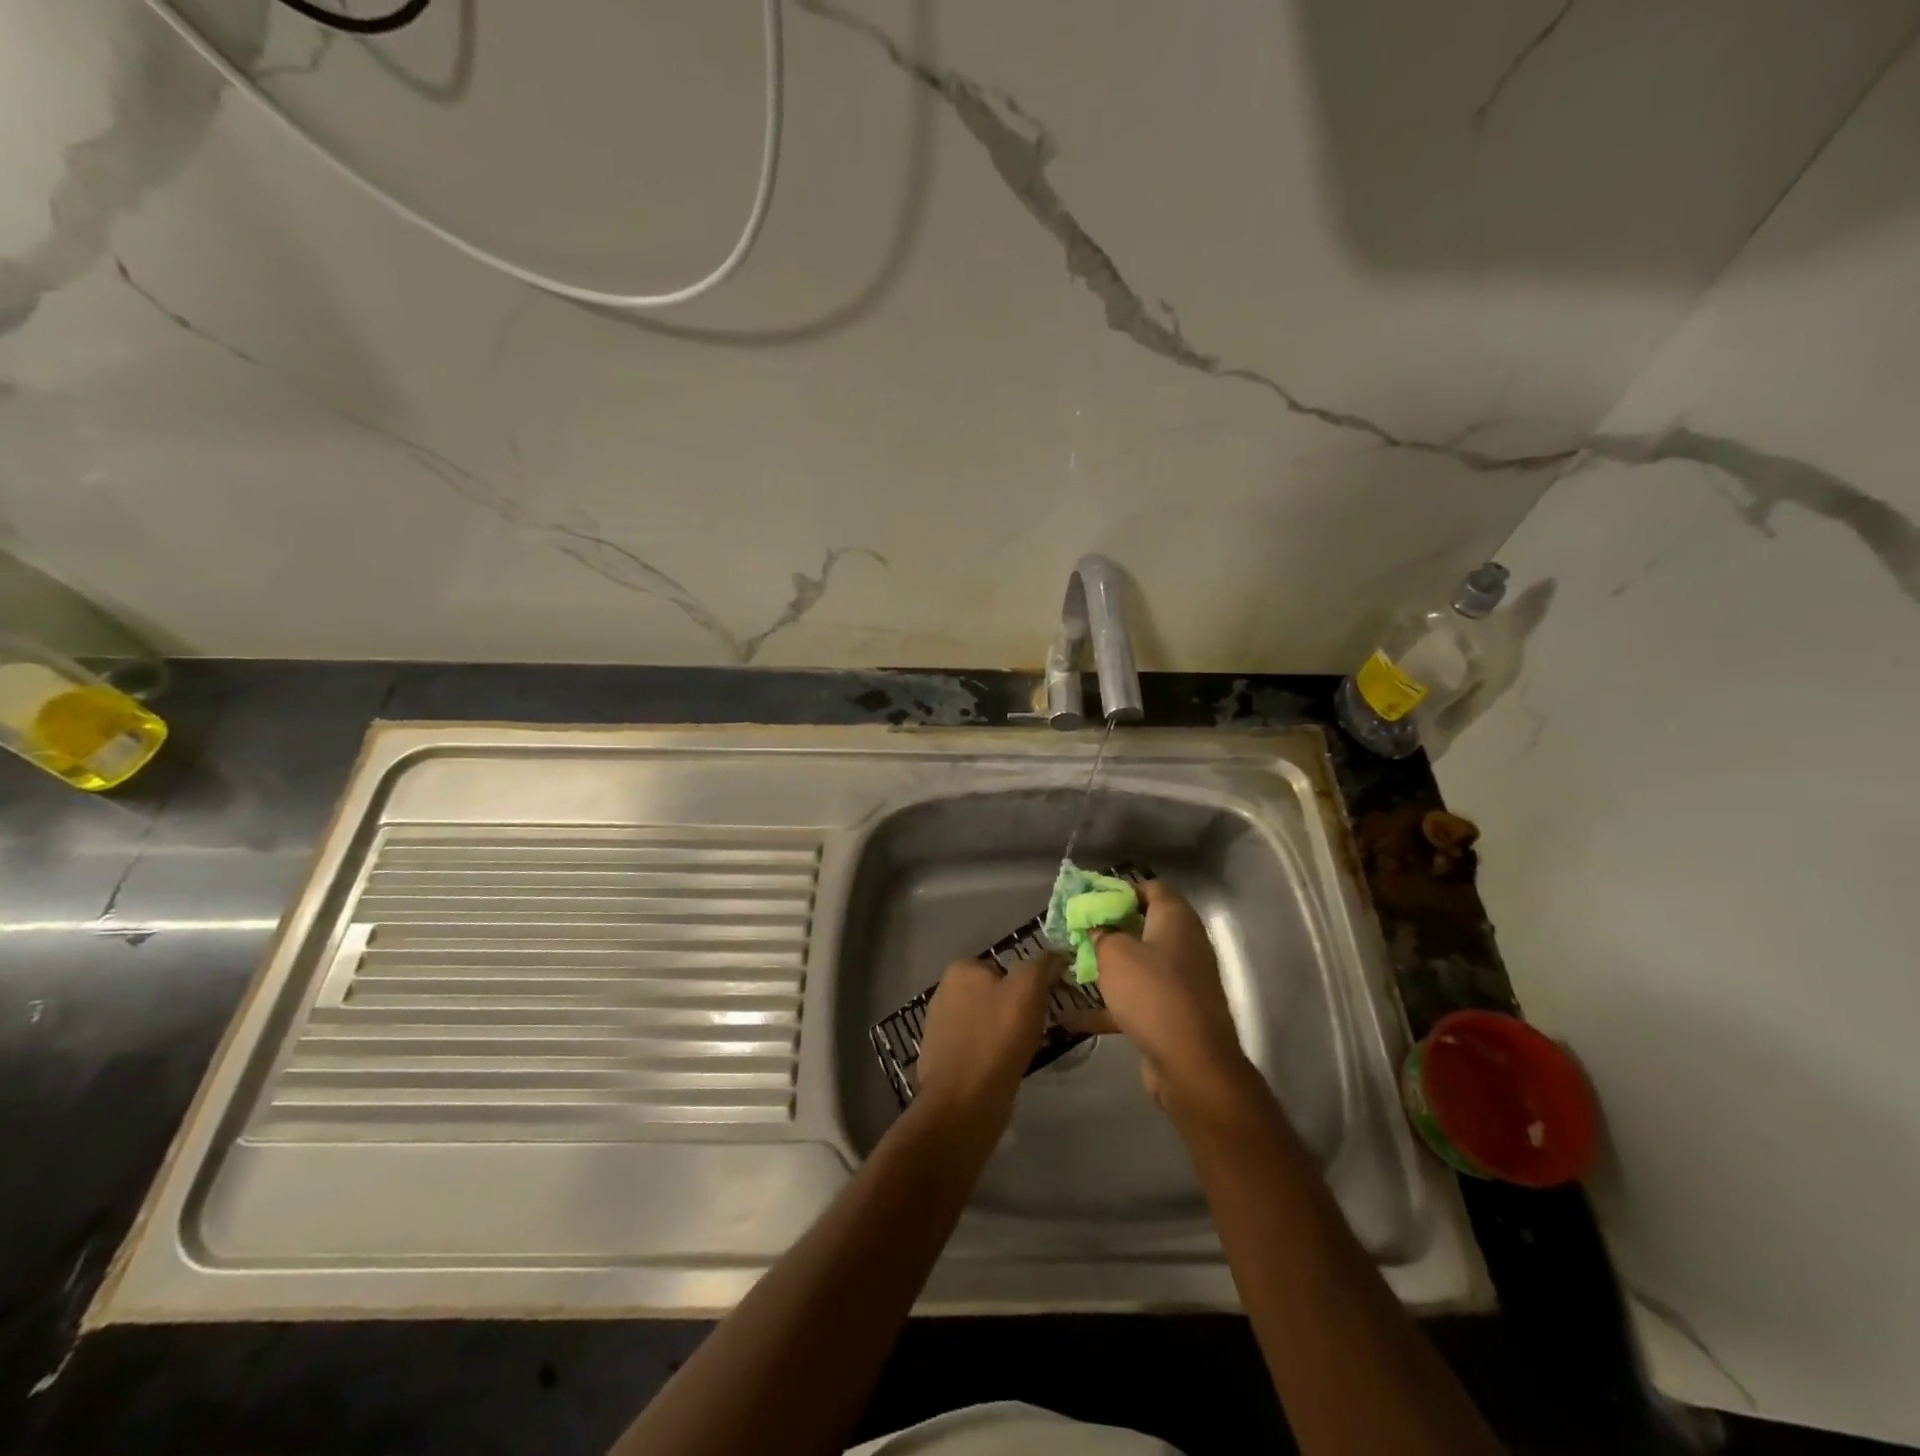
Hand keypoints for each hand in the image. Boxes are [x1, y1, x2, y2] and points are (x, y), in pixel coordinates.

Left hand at [913, 953, 1060, 1130]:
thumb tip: (1057, 954)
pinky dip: (990, 1055)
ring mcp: (939, 1025)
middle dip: (1014, 1011)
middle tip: (1033, 1033)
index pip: (1006, 969)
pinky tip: (1001, 1069)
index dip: (1028, 988)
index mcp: (961, 969)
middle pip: (995, 995)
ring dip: (1003, 1035)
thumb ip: (1042, 966)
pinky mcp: (941, 1057)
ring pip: (986, 1022)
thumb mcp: (1028, 990)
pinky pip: (976, 1047)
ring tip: (1019, 1054)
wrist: (962, 1103)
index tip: (1041, 1010)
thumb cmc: (996, 1040)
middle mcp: (944, 991)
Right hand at [1059, 882, 1254, 1116]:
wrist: (1192, 1065)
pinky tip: (1072, 1017)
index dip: (1118, 889)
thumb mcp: (1114, 953)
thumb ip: (1100, 932)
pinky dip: (1109, 1006)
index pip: (1150, 888)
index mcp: (1176, 919)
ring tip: (1070, 967)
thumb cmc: (1152, 993)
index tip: (1088, 899)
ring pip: (1138, 964)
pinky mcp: (1173, 1014)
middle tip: (1075, 931)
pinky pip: (1136, 1000)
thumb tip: (1095, 926)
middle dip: (1108, 928)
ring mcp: (1180, 981)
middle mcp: (1183, 944)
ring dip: (1106, 966)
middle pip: (1142, 925)